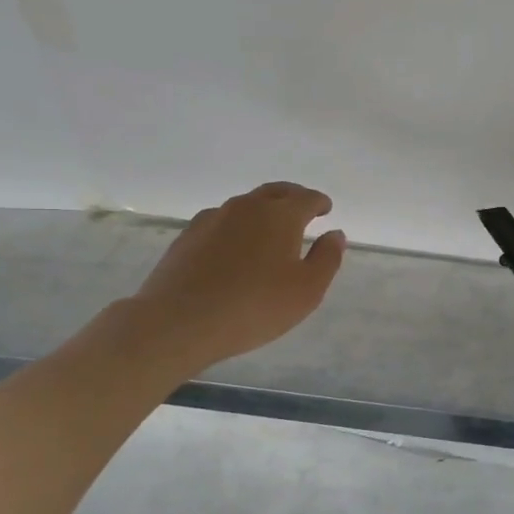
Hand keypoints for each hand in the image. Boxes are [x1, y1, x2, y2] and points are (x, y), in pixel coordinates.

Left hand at [125, 182, 346, 373]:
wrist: (179, 321)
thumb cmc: (254, 307)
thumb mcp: (307, 290)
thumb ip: (327, 258)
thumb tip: (335, 234)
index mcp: (281, 216)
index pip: (307, 198)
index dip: (320, 202)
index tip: (326, 209)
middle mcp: (247, 207)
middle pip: (276, 192)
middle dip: (293, 198)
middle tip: (302, 210)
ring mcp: (213, 218)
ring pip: (246, 205)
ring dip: (262, 212)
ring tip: (269, 231)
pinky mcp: (188, 236)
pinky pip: (221, 221)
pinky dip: (236, 227)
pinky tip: (234, 247)